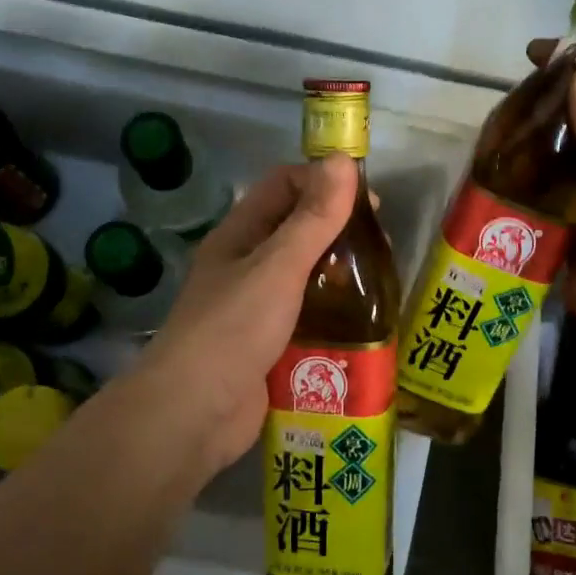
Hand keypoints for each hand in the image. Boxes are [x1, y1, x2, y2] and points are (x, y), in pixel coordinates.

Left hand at [134, 155, 358, 474]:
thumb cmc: (233, 329)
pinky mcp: (271, 346)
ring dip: (341, 276)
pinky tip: (365, 324)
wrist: (194, 414)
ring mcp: (258, 309)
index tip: (367, 201)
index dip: (323, 182)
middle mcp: (247, 266)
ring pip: (307, 277)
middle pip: (299, 231)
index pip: (284, 186)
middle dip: (340, 231)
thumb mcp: (278, 267)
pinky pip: (309, 319)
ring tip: (380, 285)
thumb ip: (313, 218)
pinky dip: (335, 316)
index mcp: (240, 236)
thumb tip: (342, 159)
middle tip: (381, 248)